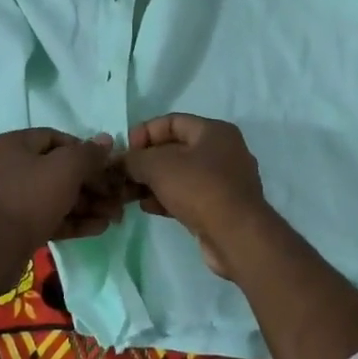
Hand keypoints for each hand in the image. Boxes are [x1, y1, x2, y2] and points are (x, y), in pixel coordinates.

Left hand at [0, 128, 122, 261]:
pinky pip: (48, 216)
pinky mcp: (14, 226)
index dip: (84, 150)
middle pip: (58, 170)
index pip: (56, 138)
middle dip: (91, 184)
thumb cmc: (30, 197)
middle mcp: (8, 167)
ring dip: (86, 204)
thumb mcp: (66, 168)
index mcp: (13, 145)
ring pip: (55, 196)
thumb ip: (89, 154)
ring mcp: (10, 198)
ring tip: (114, 216)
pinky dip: (72, 220)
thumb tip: (106, 140)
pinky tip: (99, 228)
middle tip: (115, 196)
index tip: (106, 166)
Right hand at [119, 114, 267, 277]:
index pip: (171, 121)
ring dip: (153, 182)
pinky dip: (167, 198)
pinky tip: (147, 207)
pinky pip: (188, 195)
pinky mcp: (221, 207)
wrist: (237, 237)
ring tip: (129, 194)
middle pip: (175, 148)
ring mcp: (224, 181)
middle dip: (146, 161)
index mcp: (214, 131)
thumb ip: (135, 159)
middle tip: (123, 175)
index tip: (125, 151)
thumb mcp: (159, 166)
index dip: (144, 132)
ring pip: (180, 175)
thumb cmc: (199, 189)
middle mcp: (223, 151)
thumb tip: (120, 161)